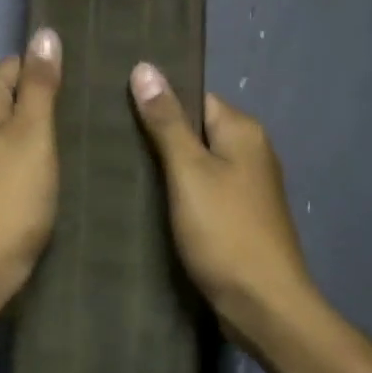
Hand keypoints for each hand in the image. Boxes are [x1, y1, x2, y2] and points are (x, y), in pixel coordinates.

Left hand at [0, 29, 63, 305]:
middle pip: (11, 96)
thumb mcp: (34, 133)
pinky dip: (26, 159)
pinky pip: (5, 154)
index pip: (16, 65)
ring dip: (38, 135)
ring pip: (10, 128)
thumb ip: (40, 84)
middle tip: (83, 123)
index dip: (49, 77)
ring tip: (74, 147)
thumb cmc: (11, 196)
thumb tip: (44, 33)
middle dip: (44, 106)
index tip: (81, 96)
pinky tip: (49, 173)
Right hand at [129, 63, 314, 337]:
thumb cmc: (225, 232)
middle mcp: (251, 152)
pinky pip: (202, 191)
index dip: (158, 99)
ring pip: (197, 163)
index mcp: (243, 131)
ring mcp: (247, 187)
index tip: (115, 105)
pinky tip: (146, 201)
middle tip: (108, 138)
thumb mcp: (188, 172)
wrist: (263, 305)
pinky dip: (178, 193)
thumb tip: (145, 67)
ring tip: (118, 166)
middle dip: (157, 134)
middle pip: (196, 130)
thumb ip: (166, 121)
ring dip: (165, 167)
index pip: (195, 97)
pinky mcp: (238, 217)